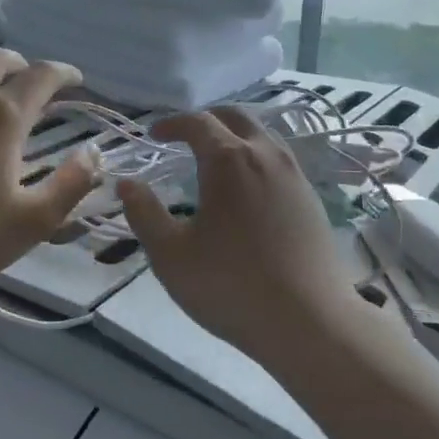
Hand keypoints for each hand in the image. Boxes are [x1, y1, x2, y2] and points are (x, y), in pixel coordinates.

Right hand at [117, 107, 360, 363]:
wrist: (310, 321)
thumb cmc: (231, 286)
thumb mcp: (171, 255)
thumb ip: (144, 214)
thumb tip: (127, 183)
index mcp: (229, 160)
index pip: (197, 122)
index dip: (172, 123)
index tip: (154, 135)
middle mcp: (265, 155)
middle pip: (236, 116)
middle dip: (207, 119)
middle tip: (185, 136)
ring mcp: (295, 175)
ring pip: (262, 136)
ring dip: (235, 136)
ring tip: (216, 160)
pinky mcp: (311, 199)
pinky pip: (279, 160)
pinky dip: (256, 158)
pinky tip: (247, 189)